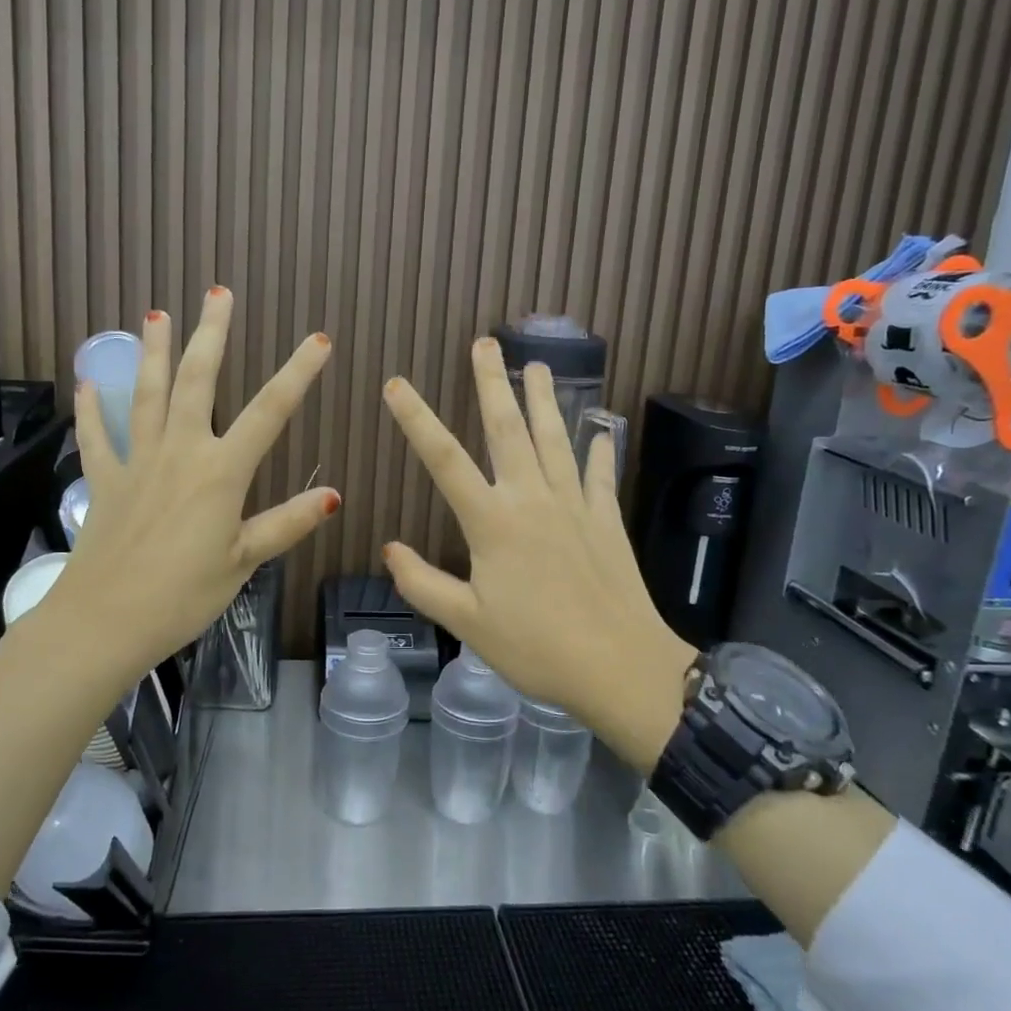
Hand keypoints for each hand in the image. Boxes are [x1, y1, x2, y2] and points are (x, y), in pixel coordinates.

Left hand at [45, 286, 337, 678]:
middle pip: (198, 382)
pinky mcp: (105, 481)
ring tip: (156, 314)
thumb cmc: (183, 595)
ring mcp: (138, 462)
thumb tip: (334, 496)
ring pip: (146, 394)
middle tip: (218, 293)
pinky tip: (87, 383)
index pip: (269, 412)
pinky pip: (98, 437)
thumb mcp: (243, 562)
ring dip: (154, 352)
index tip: (319, 341)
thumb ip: (286, 523)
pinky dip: (92, 410)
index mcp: (221, 472)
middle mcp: (180, 452)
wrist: (105, 621)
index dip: (297, 374)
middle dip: (211, 335)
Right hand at [381, 338, 692, 766]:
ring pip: (555, 438)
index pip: (444, 460)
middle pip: (508, 429)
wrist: (621, 668)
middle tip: (484, 342)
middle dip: (492, 382)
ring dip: (544, 399)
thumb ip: (423, 583)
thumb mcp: (468, 624)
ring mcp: (574, 505)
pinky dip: (599, 450)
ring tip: (537, 364)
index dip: (417, 419)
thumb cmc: (537, 649)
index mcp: (492, 523)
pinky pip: (599, 475)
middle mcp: (532, 500)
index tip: (397, 383)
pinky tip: (602, 430)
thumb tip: (389, 548)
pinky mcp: (606, 520)